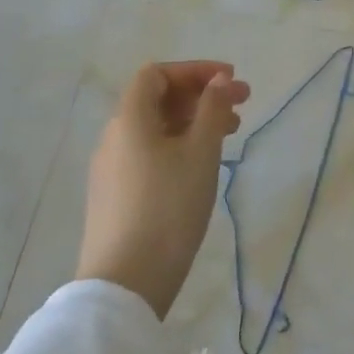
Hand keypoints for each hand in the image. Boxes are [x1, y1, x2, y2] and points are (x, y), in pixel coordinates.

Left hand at [75, 61, 251, 319]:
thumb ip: (213, 109)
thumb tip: (220, 80)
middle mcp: (114, 137)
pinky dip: (178, 145)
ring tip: (230, 134)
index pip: (157, 74)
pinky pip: (149, 153)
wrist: (125, 283)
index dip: (195, 70)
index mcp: (130, 119)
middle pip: (157, 99)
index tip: (230, 79)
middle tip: (242, 104)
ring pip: (156, 128)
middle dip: (201, 95)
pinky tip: (202, 164)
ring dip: (193, 121)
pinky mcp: (115, 196)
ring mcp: (111, 169)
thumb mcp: (201, 152)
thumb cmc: (168, 207)